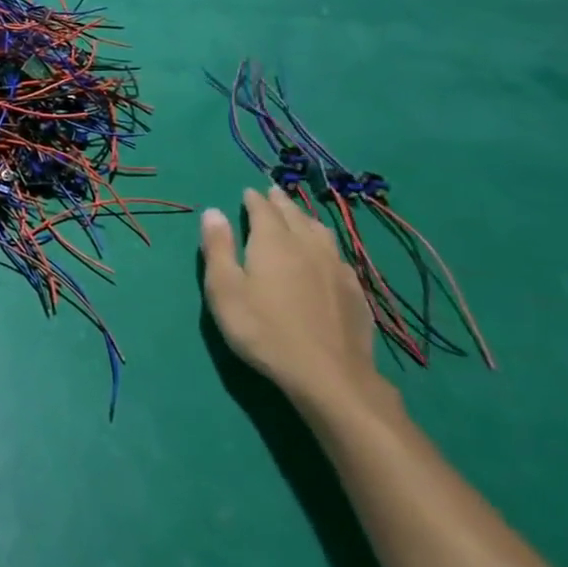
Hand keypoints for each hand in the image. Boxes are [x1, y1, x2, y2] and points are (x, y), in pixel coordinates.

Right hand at [200, 190, 393, 419]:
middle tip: (273, 193)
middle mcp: (308, 247)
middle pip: (295, 216)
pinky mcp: (354, 292)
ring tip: (300, 216)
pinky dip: (326, 246)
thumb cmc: (263, 330)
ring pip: (321, 233)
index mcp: (273, 242)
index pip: (263, 210)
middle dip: (281, 203)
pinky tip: (326, 256)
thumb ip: (218, 248)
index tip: (248, 192)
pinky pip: (338, 256)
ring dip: (306, 219)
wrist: (328, 374)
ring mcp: (336, 269)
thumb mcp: (225, 290)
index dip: (254, 200)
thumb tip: (213, 212)